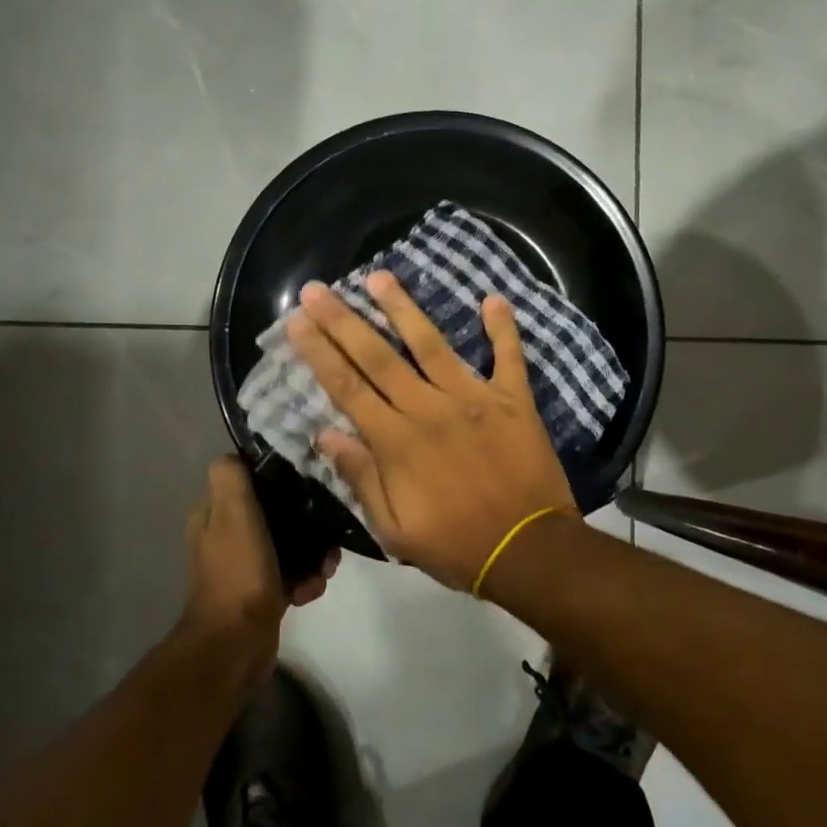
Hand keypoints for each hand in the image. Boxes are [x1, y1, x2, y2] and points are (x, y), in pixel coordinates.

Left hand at [181, 458, 337, 671]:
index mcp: (214, 515)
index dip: (277, 478)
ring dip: (312, 554)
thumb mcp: (232, 514)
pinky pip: (292, 574)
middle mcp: (226, 537)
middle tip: (326, 530)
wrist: (236, 644)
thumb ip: (231, 478)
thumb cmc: (238, 572)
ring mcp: (245, 566)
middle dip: (305, 521)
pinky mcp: (262, 593)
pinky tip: (310, 590)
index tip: (306, 479)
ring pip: (289, 544)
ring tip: (325, 567)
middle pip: (274, 513)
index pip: (247, 480)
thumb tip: (234, 455)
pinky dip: (305, 580)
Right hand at [285, 271, 574, 591]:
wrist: (528, 551)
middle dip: (343, 321)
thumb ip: (361, 478)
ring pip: (431, 344)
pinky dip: (502, 328)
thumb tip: (326, 435)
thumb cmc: (456, 546)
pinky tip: (493, 298)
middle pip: (378, 357)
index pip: (347, 388)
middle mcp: (429, 409)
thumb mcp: (395, 529)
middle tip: (318, 288)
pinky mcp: (512, 400)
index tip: (297, 321)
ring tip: (380, 276)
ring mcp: (473, 399)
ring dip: (403, 308)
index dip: (319, 352)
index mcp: (396, 442)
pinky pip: (508, 357)